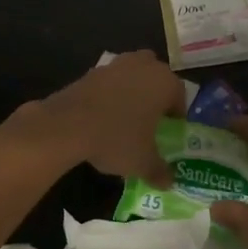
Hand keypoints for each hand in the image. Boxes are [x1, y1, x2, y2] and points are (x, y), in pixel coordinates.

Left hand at [32, 50, 186, 184]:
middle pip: (157, 77)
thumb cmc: (117, 139)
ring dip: (133, 90)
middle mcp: (144, 66)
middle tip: (151, 119)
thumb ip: (159, 171)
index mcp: (165, 83)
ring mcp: (116, 65)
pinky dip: (111, 93)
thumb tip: (168, 183)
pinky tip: (103, 115)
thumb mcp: (142, 162)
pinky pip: (110, 81)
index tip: (170, 130)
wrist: (67, 125)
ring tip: (127, 116)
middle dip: (156, 95)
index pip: (180, 95)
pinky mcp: (92, 71)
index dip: (177, 114)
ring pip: (133, 74)